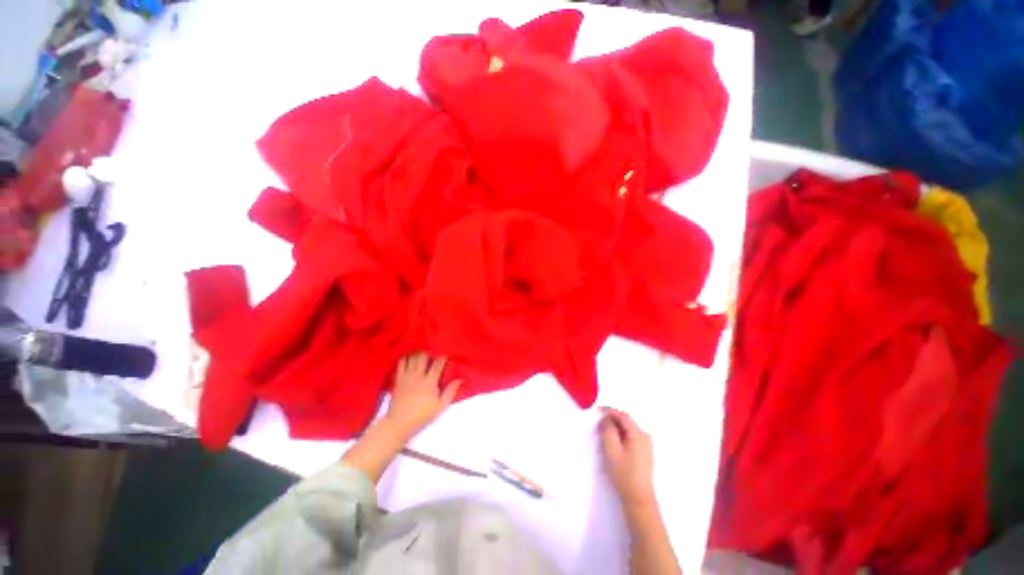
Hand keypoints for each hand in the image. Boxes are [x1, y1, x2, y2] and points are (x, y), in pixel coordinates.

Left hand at [384, 353, 460, 435]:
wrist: (399, 423)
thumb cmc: (422, 415)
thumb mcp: (440, 406)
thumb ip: (450, 391)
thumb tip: (460, 379)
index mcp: (430, 381)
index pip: (438, 363)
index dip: (443, 357)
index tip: (447, 355)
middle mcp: (418, 375)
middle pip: (423, 356)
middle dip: (429, 353)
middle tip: (434, 355)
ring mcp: (406, 376)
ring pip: (412, 357)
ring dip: (418, 354)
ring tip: (423, 356)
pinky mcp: (398, 379)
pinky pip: (401, 363)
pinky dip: (406, 358)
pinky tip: (410, 360)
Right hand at [600, 407, 655, 507]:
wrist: (638, 499)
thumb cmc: (624, 474)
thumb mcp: (612, 450)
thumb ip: (608, 431)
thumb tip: (606, 419)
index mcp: (638, 435)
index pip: (623, 416)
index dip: (610, 411)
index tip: (597, 411)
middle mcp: (645, 437)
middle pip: (626, 422)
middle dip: (612, 420)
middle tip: (598, 423)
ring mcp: (646, 446)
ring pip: (628, 430)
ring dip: (615, 428)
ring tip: (603, 433)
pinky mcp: (644, 453)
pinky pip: (630, 437)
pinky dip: (620, 435)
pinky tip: (613, 442)